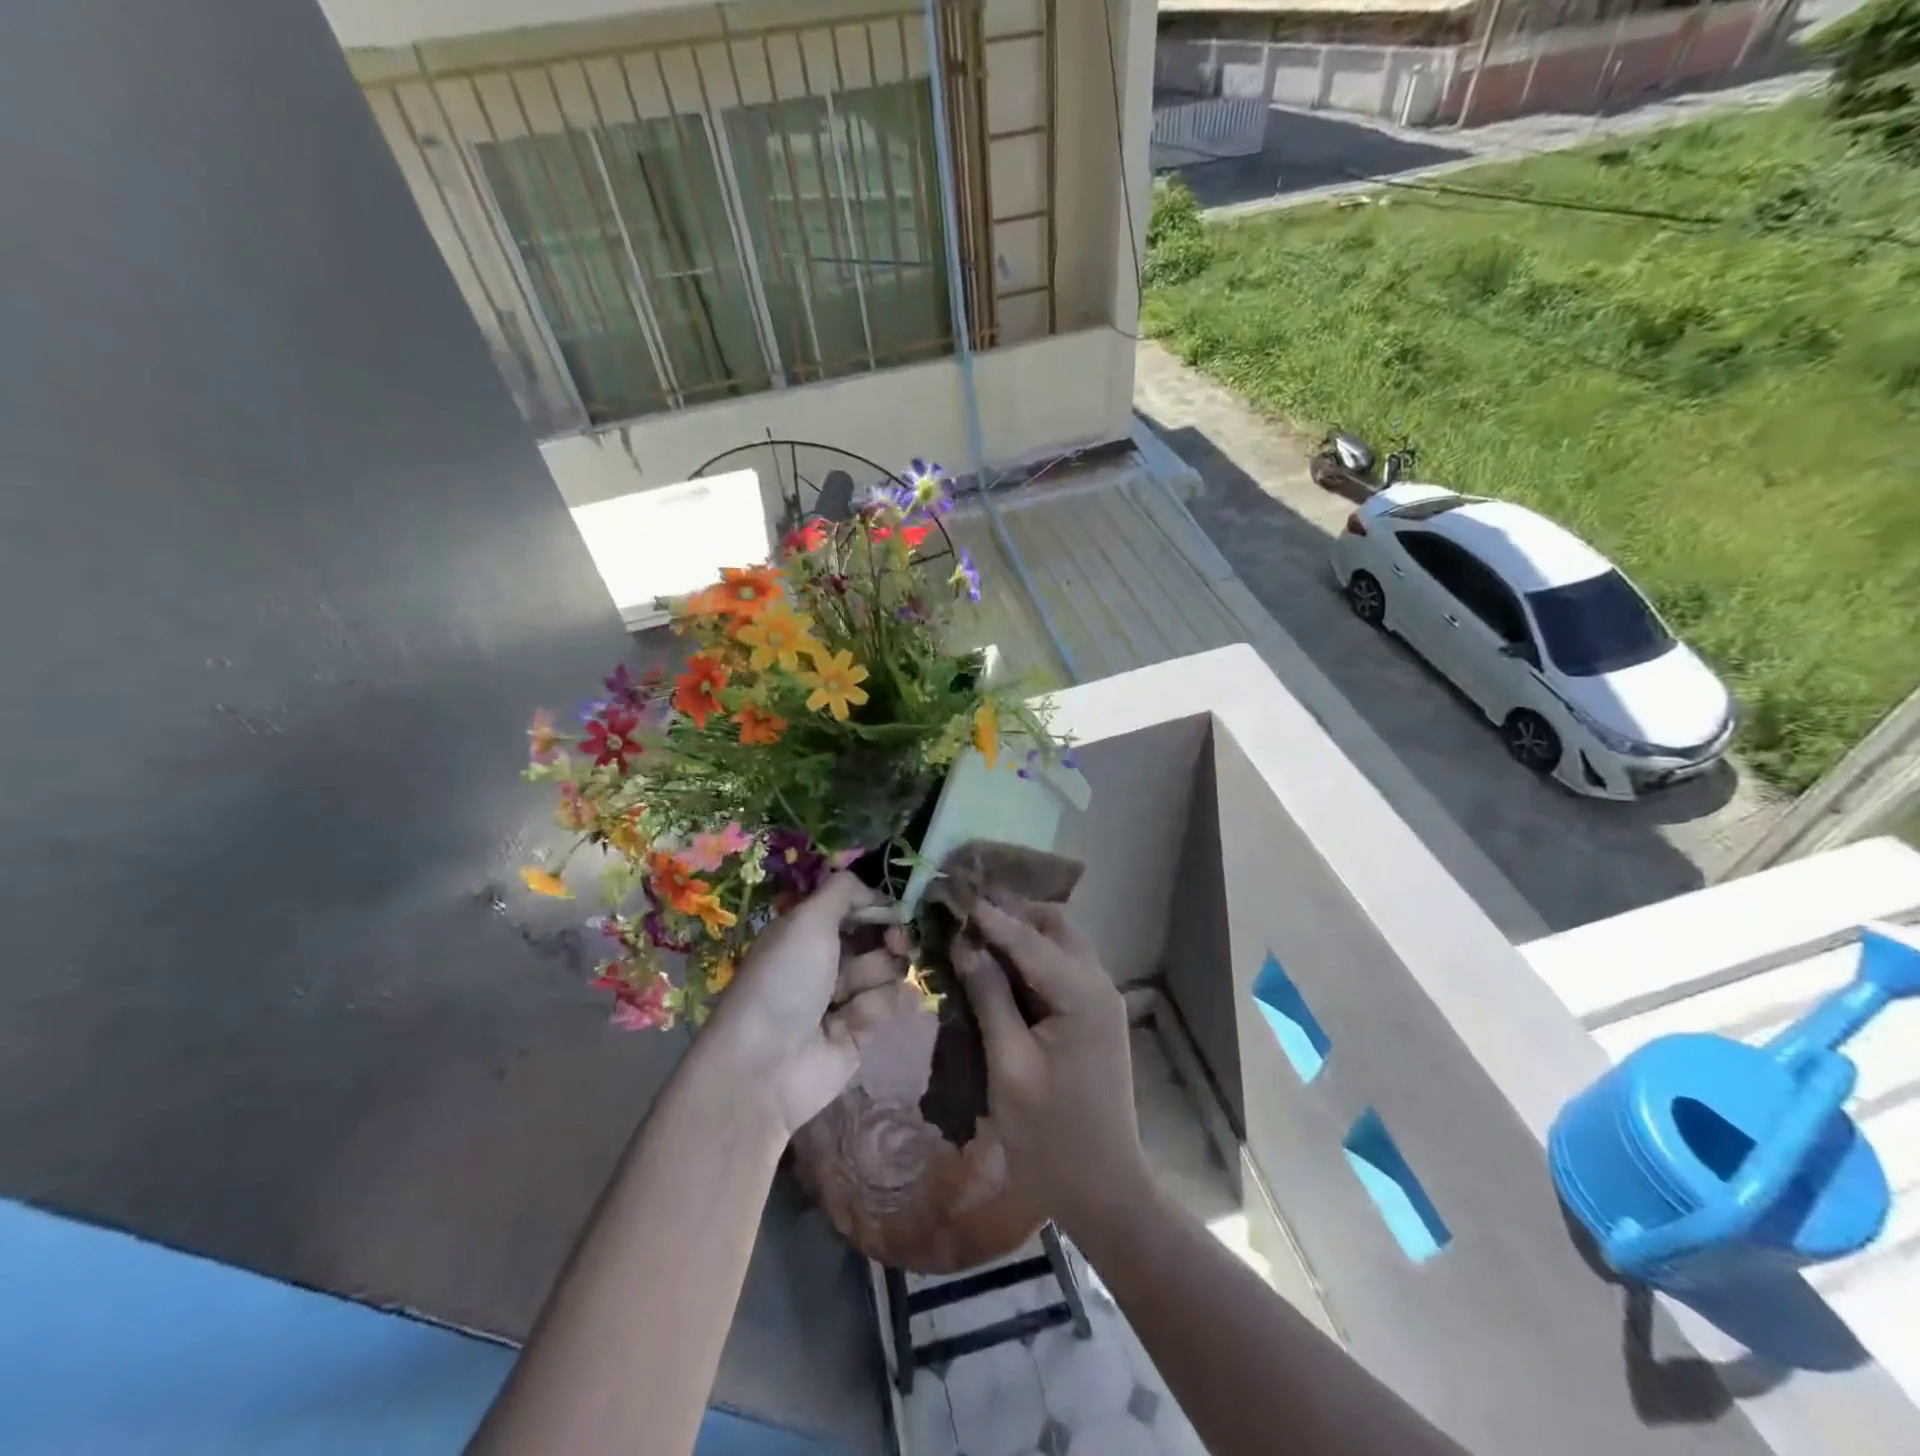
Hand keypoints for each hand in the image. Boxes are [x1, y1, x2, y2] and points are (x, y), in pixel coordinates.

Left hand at [706, 873, 920, 1137]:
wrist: (766, 1066)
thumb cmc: (784, 980)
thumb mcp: (808, 920)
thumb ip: (843, 891)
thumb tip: (874, 890)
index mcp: (807, 930)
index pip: (854, 907)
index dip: (877, 905)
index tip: (894, 909)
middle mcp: (825, 960)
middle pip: (877, 937)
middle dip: (890, 938)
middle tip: (896, 944)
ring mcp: (843, 997)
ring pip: (886, 971)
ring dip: (880, 976)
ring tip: (856, 995)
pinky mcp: (859, 1032)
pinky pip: (888, 1005)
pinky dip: (883, 1005)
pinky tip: (870, 1013)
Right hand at [953, 899, 1151, 1233]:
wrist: (1103, 1189)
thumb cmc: (1049, 1135)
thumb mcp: (1008, 1066)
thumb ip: (988, 998)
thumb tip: (966, 946)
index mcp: (1081, 994)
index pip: (1029, 938)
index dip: (989, 916)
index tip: (953, 893)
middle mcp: (1098, 984)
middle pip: (1055, 926)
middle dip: (1013, 914)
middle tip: (966, 914)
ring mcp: (1100, 999)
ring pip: (1061, 942)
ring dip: (1022, 932)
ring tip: (976, 933)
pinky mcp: (1094, 1016)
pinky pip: (1062, 967)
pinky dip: (1032, 957)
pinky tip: (999, 966)